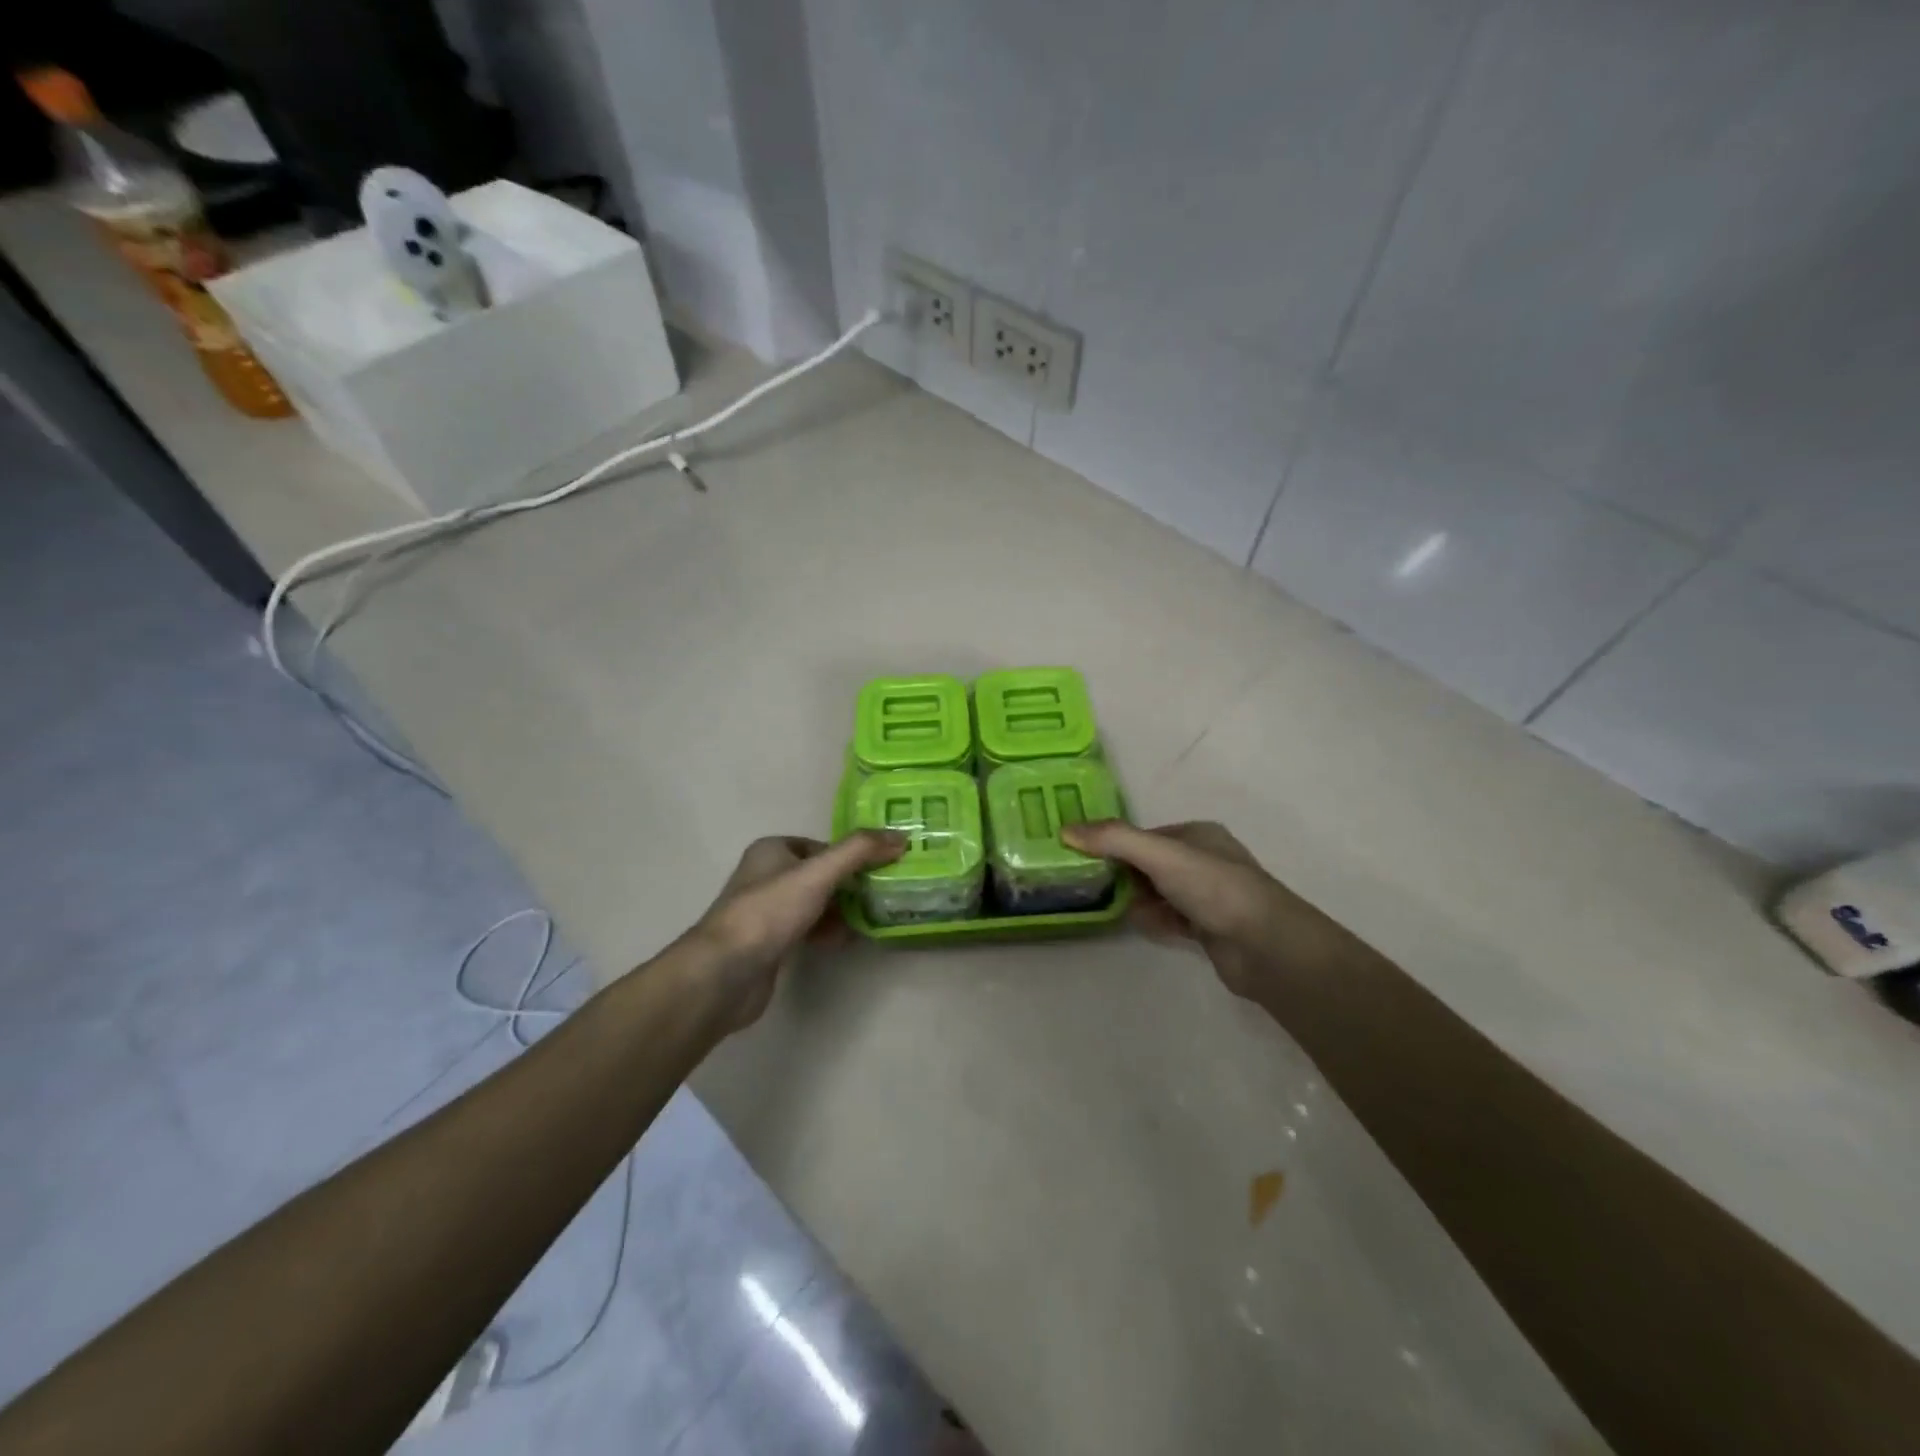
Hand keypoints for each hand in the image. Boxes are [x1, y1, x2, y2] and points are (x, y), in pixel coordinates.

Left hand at [691, 832, 904, 1030]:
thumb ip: (860, 851)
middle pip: (821, 875)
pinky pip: (808, 930)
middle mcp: (767, 876)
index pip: (823, 846)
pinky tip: (847, 942)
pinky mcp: (770, 944)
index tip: (882, 870)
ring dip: (842, 911)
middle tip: (883, 896)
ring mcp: (767, 912)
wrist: (725, 973)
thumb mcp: (819, 873)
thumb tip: (901, 837)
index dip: (852, 856)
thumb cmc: (770, 912)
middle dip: (851, 886)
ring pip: (816, 904)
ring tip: (873, 919)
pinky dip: (828, 933)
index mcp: (773, 850)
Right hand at [1061, 820, 1347, 1004]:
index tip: (1087, 861)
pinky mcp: (1210, 929)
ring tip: (1125, 910)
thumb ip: (1113, 840)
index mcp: (1198, 834)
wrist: (1266, 947)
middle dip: (1126, 877)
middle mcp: (1205, 860)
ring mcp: (1209, 896)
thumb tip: (1065, 830)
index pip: (1145, 835)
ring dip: (1140, 902)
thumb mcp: (1159, 855)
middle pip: (1149, 864)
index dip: (1117, 846)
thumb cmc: (1214, 888)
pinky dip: (1157, 923)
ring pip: (1159, 894)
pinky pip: (1171, 920)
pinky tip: (1148, 928)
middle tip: (1098, 888)